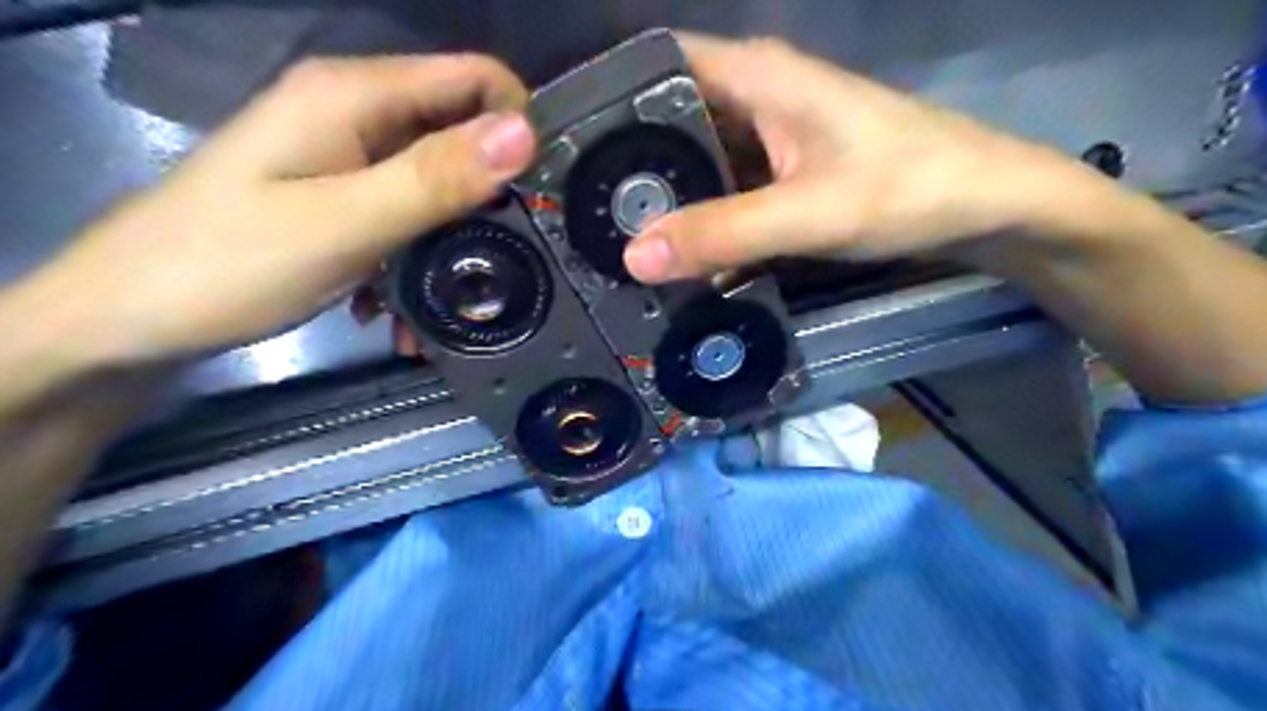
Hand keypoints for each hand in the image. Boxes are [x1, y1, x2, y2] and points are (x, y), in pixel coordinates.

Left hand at [19, 52, 532, 365]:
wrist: (134, 317)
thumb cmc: (230, 264)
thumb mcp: (346, 223)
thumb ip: (436, 178)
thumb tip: (524, 134)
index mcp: (354, 95)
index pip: (475, 78)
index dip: (518, 128)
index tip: (538, 195)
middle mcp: (356, 113)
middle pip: (461, 133)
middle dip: (491, 195)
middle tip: (501, 259)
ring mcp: (347, 157)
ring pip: (439, 181)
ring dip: (455, 238)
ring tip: (453, 297)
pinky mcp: (342, 196)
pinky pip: (408, 212)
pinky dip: (420, 254)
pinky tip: (406, 305)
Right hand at [624, 31, 1100, 282]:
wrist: (986, 206)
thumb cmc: (910, 189)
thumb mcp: (810, 214)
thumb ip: (723, 233)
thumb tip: (635, 256)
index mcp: (754, 76)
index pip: (653, 65)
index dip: (605, 100)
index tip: (561, 151)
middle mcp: (753, 95)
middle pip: (666, 117)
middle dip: (626, 164)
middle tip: (579, 212)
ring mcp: (769, 135)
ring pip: (694, 157)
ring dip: (662, 195)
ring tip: (613, 237)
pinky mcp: (783, 170)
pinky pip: (724, 187)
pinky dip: (700, 215)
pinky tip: (676, 250)